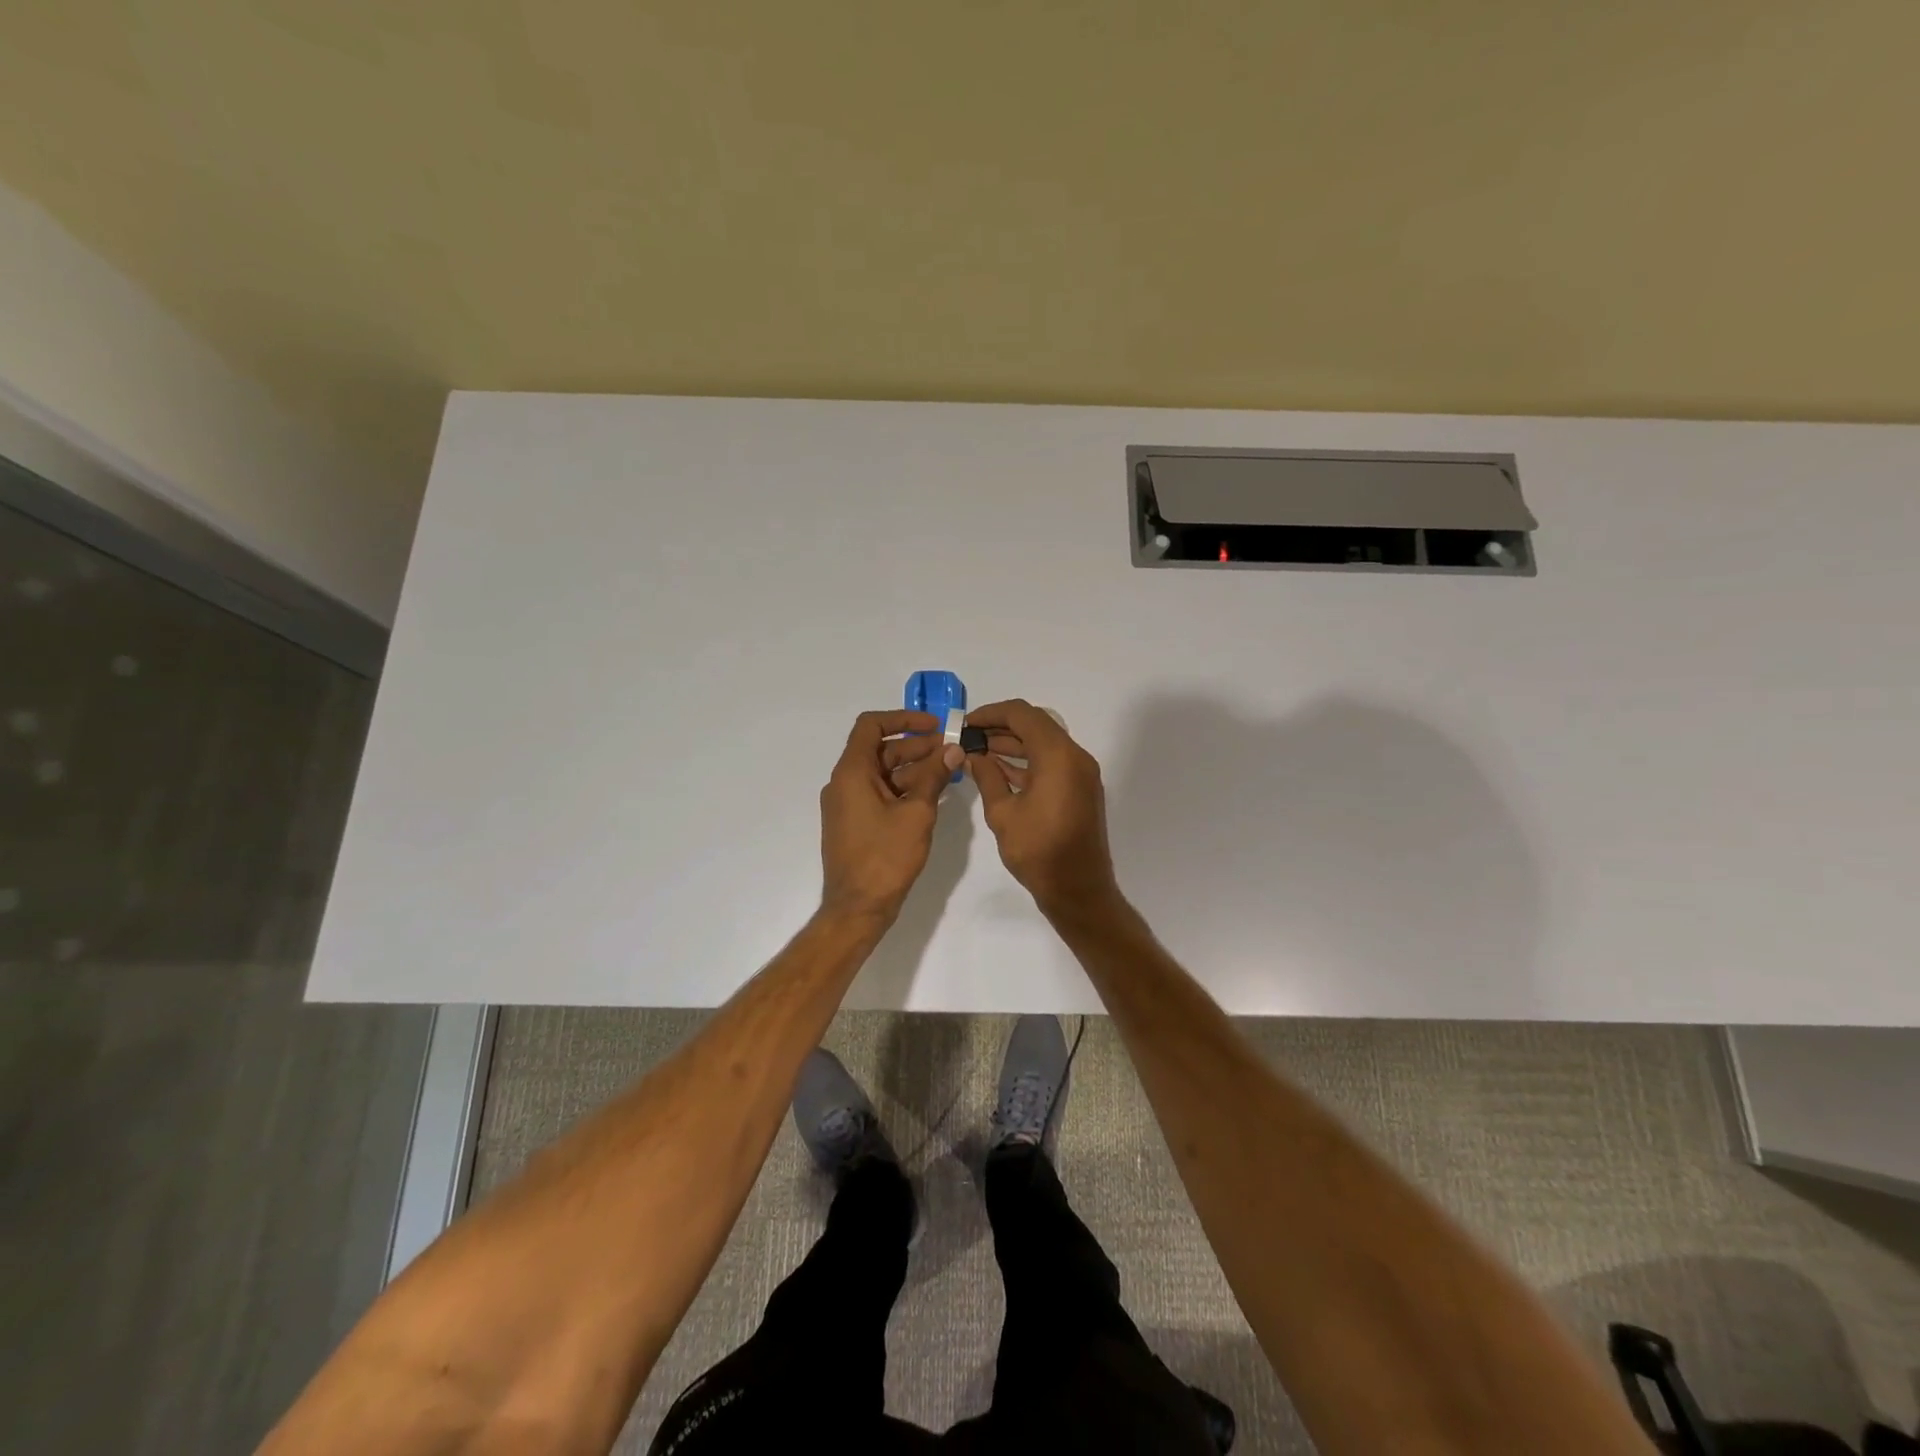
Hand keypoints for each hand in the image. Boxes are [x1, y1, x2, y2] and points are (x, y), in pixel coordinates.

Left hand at [819, 710, 963, 921]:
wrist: (857, 908)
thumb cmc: (885, 857)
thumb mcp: (917, 813)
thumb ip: (934, 777)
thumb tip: (953, 749)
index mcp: (851, 772)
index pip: (871, 725)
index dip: (903, 718)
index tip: (935, 726)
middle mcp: (844, 782)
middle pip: (881, 749)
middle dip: (917, 746)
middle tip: (952, 749)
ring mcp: (847, 804)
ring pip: (883, 773)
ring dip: (914, 768)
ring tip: (950, 771)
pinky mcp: (855, 823)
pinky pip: (880, 793)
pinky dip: (905, 788)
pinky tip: (933, 794)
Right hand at [965, 699, 1120, 915]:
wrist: (1079, 889)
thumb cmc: (1038, 852)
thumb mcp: (1003, 813)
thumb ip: (987, 777)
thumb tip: (973, 756)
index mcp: (1058, 756)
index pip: (1022, 715)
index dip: (991, 713)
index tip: (966, 724)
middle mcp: (1075, 756)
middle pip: (1035, 725)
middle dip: (1001, 727)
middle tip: (969, 737)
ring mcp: (1081, 772)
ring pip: (1044, 743)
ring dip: (1013, 743)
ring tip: (978, 752)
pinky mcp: (1080, 788)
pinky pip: (1052, 761)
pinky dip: (1027, 760)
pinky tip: (999, 769)